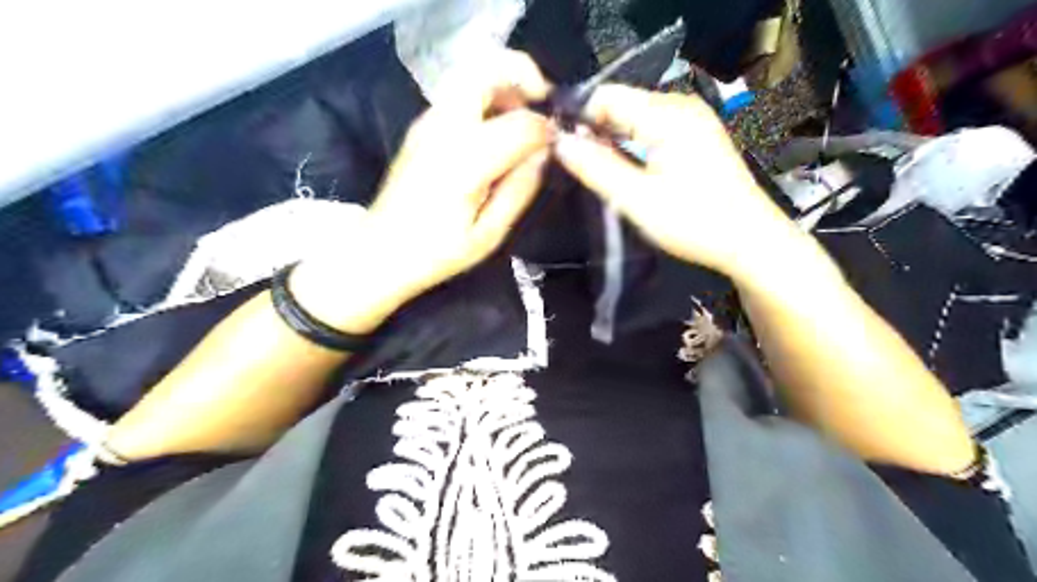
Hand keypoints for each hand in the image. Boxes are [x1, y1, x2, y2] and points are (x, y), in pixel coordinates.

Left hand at [291, 53, 554, 333]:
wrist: (380, 251)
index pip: (521, 123)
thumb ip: (519, 189)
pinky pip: (458, 95)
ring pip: (470, 75)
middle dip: (523, 77)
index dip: (546, 130)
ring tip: (520, 120)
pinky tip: (493, 133)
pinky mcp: (420, 126)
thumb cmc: (436, 252)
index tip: (555, 146)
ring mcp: (427, 122)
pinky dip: (485, 98)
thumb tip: (543, 154)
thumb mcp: (488, 234)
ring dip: (503, 86)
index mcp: (465, 161)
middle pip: (487, 70)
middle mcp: (444, 129)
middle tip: (542, 107)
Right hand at [554, 83, 804, 282]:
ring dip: (612, 139)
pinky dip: (632, 144)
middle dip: (594, 129)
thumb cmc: (693, 222)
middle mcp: (681, 106)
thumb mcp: (636, 199)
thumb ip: (595, 167)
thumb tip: (559, 141)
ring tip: (595, 169)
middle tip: (575, 163)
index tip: (560, 146)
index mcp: (666, 114)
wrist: (749, 241)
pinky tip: (624, 168)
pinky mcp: (697, 137)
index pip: (606, 95)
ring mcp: (692, 120)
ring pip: (635, 117)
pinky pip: (652, 129)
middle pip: (622, 104)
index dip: (577, 116)